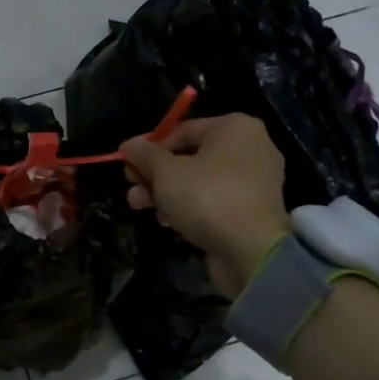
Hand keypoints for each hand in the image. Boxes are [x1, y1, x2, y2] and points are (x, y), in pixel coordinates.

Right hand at [120, 114, 290, 298]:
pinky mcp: (251, 209)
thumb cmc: (207, 197)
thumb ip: (145, 155)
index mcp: (235, 128)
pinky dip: (189, 207)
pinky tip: (167, 222)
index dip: (148, 146)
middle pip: (189, 156)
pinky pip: (213, 199)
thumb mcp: (166, 172)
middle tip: (131, 186)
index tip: (125, 162)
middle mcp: (250, 148)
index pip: (181, 130)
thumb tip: (128, 145)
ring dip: (165, 192)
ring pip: (198, 180)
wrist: (251, 251)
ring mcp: (253, 181)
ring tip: (139, 206)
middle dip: (154, 174)